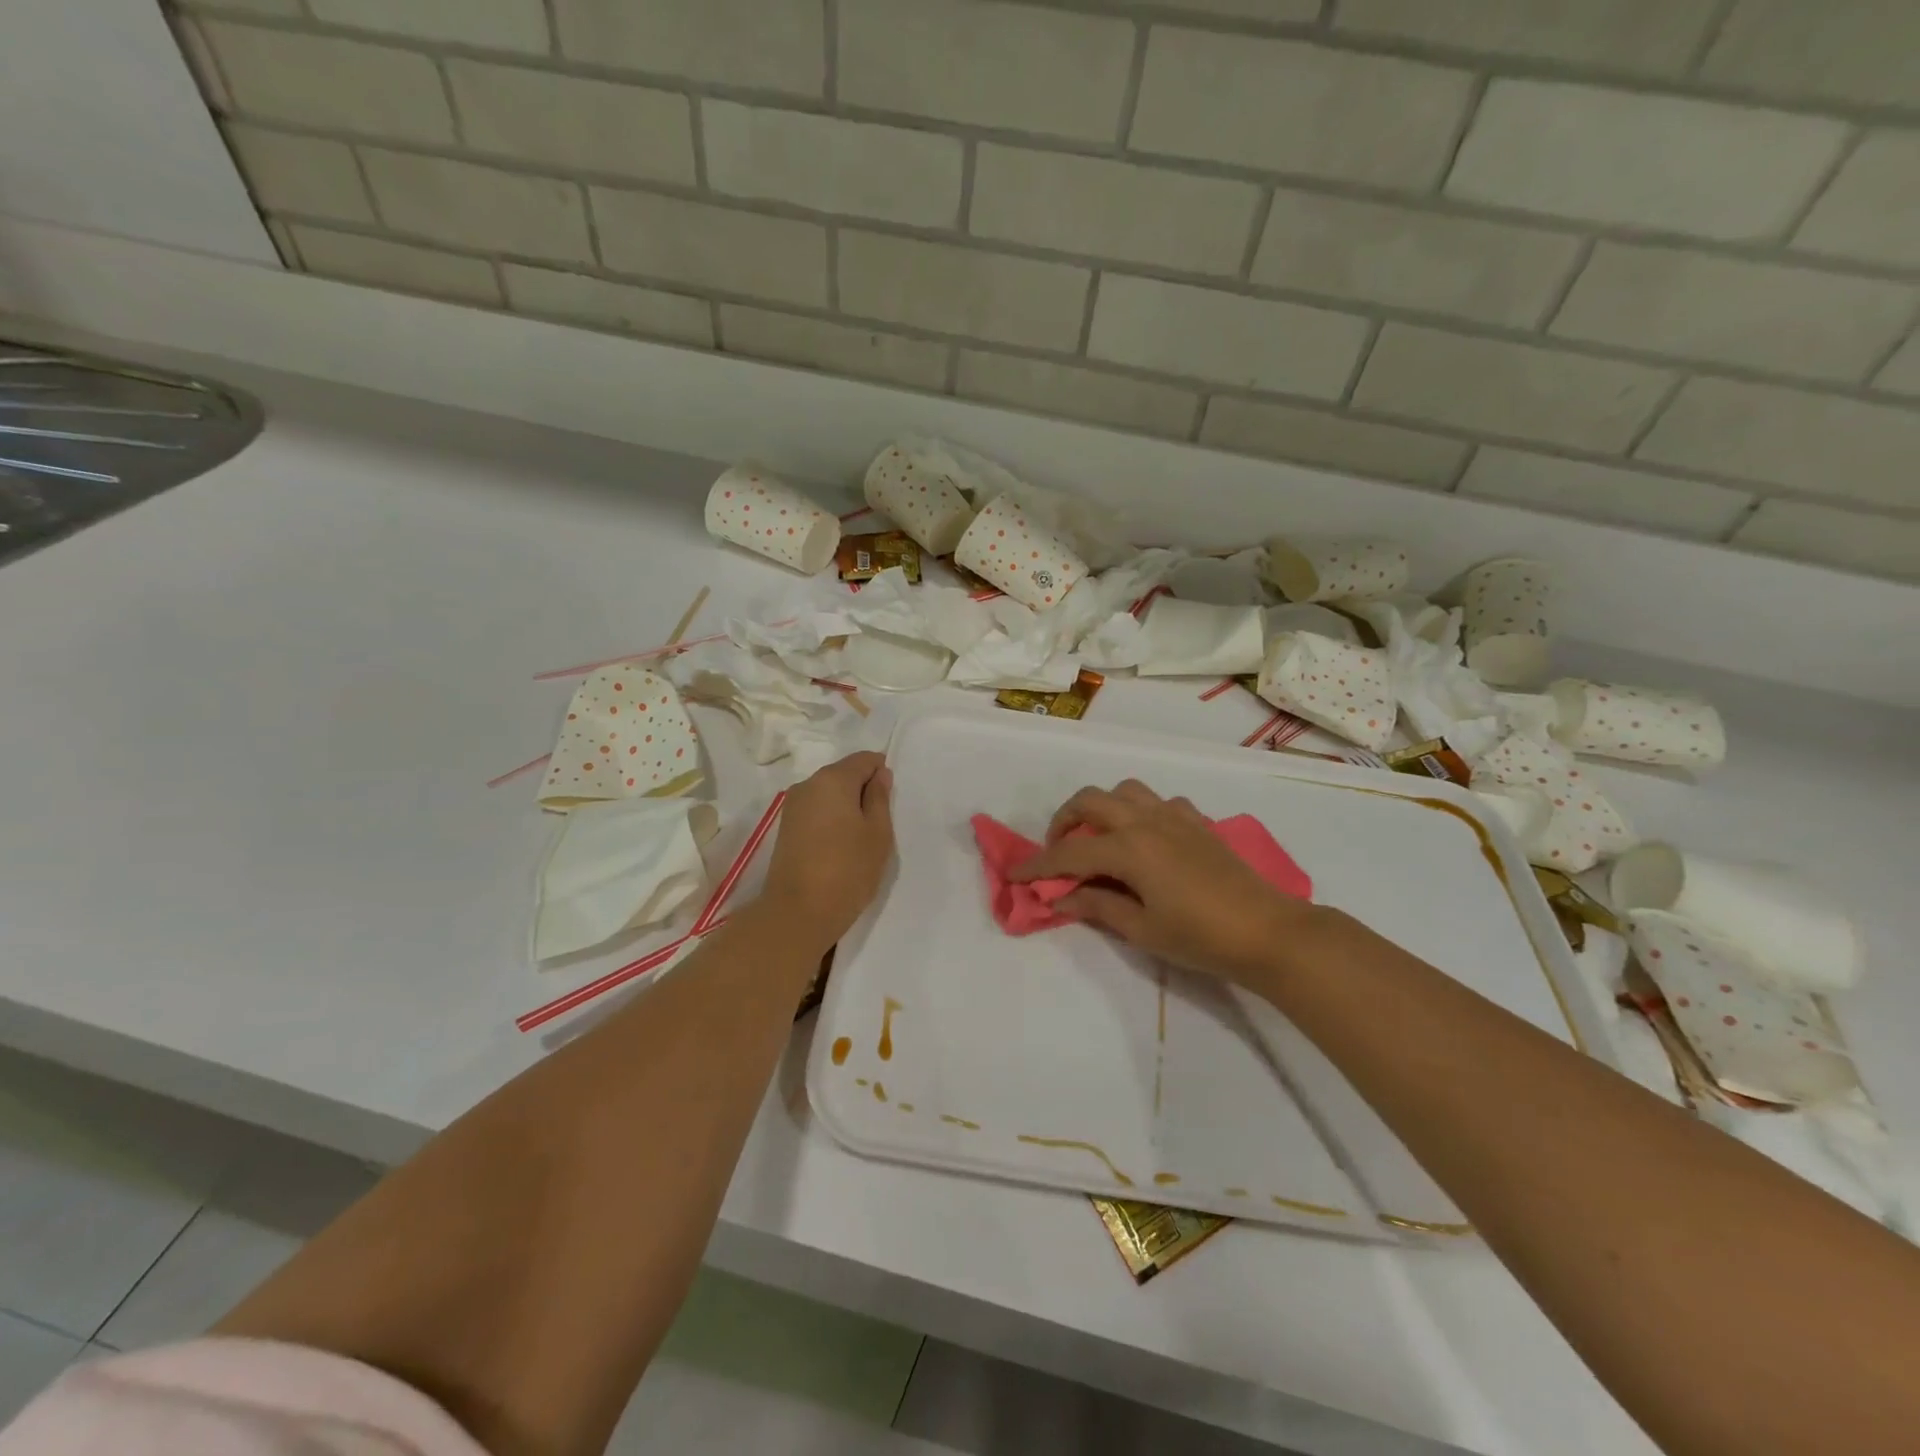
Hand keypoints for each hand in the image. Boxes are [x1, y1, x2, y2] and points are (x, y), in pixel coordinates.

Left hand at [759, 752, 894, 947]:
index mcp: (833, 778)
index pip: (864, 760)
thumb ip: (880, 798)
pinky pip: (816, 811)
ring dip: (847, 807)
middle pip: (844, 774)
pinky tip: (839, 847)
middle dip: (863, 791)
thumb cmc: (848, 870)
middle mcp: (808, 784)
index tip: (890, 802)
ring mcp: (792, 806)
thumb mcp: (878, 833)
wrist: (797, 913)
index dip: (882, 774)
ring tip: (859, 840)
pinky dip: (831, 820)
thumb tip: (879, 774)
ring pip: (829, 794)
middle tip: (879, 825)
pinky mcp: (785, 827)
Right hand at [1010, 780, 1318, 986]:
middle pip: (1090, 800)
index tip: (1015, 875)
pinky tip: (1145, 839)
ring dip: (1102, 808)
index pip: (1070, 851)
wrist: (1267, 931)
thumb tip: (1063, 896)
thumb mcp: (1142, 929)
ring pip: (1125, 790)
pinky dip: (1140, 812)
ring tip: (1099, 838)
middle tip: (1058, 852)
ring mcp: (1174, 816)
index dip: (1038, 865)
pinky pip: (1158, 802)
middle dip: (1063, 821)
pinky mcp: (1197, 822)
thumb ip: (1098, 906)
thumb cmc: (1200, 937)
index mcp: (1129, 848)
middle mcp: (1146, 821)